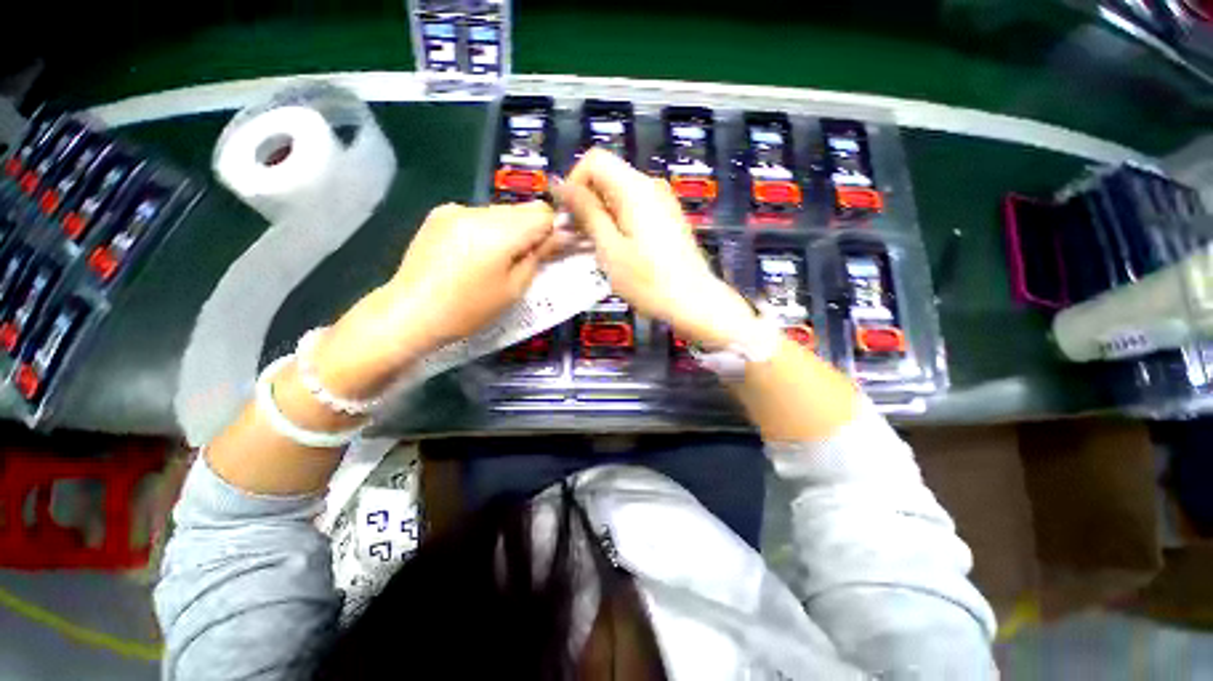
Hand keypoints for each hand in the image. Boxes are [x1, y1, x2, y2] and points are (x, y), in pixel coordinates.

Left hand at [313, 201, 559, 396]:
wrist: (410, 312)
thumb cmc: (469, 309)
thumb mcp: (514, 288)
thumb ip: (539, 255)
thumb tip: (562, 235)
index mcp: (499, 231)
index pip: (543, 213)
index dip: (553, 231)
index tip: (549, 253)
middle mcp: (477, 210)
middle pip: (522, 209)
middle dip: (531, 231)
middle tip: (524, 261)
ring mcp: (455, 209)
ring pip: (501, 212)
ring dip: (509, 231)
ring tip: (495, 261)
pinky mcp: (439, 214)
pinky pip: (478, 216)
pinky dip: (486, 231)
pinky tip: (473, 254)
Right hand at [558, 149, 756, 346]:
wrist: (694, 302)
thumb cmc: (648, 280)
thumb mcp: (610, 248)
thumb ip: (586, 212)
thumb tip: (560, 183)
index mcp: (635, 188)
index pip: (594, 159)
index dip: (574, 182)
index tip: (568, 217)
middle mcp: (651, 186)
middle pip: (608, 176)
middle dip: (585, 202)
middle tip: (575, 238)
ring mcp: (662, 202)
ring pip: (619, 195)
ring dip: (600, 215)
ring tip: (593, 247)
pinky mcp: (667, 218)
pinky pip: (634, 208)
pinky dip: (617, 222)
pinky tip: (615, 249)